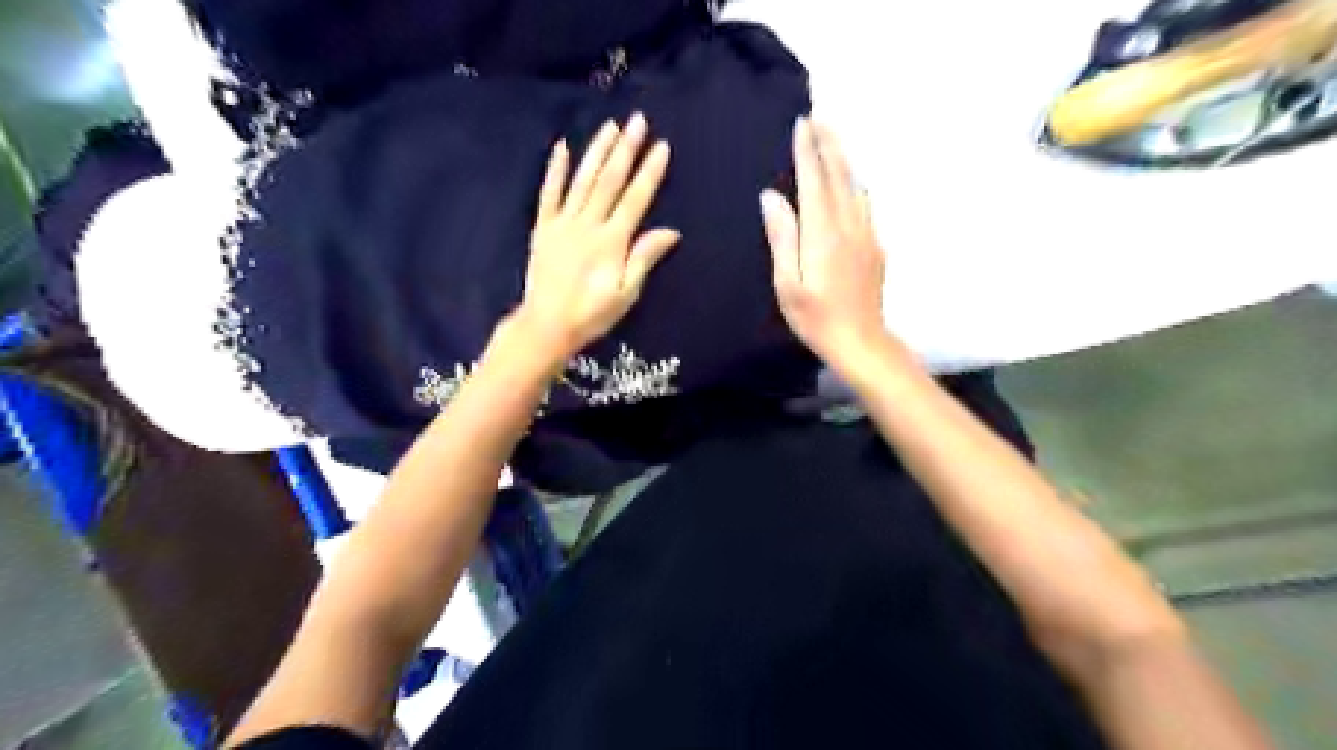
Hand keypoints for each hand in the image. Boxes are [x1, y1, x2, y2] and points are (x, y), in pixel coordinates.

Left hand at [511, 113, 683, 369]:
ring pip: (583, 180)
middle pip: (610, 181)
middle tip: (638, 121)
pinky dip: (555, 170)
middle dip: (626, 149)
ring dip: (597, 151)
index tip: (662, 146)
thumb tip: (671, 231)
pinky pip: (549, 193)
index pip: (635, 199)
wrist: (546, 325)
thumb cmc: (592, 314)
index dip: (650, 172)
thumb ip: (645, 258)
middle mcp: (588, 224)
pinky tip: (562, 147)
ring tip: (610, 126)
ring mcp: (563, 223)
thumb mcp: (626, 293)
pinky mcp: (543, 228)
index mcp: (612, 241)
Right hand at [769, 120, 902, 374]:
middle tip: (819, 118)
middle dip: (829, 144)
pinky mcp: (876, 247)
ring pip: (855, 186)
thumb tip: (772, 197)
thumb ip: (782, 237)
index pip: (814, 180)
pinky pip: (864, 204)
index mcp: (823, 233)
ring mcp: (867, 234)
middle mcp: (849, 225)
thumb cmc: (816, 318)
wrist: (861, 342)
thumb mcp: (787, 284)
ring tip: (832, 141)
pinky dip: (854, 184)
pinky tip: (850, 184)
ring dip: (843, 160)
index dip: (807, 151)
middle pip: (839, 175)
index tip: (801, 124)